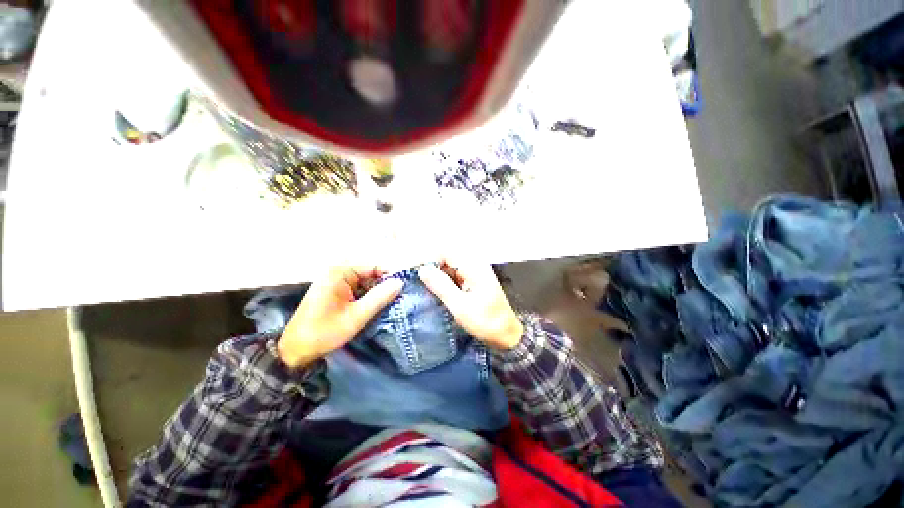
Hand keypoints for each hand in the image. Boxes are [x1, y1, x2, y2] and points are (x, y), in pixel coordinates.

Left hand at [277, 266, 403, 367]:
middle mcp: (337, 271)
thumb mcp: (357, 315)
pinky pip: (358, 288)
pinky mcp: (335, 290)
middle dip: (384, 284)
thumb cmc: (325, 332)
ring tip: (390, 303)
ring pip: (365, 281)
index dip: (390, 275)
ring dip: (376, 291)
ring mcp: (335, 280)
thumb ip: (380, 297)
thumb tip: (400, 282)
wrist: (295, 350)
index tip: (404, 288)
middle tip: (399, 298)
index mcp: (340, 271)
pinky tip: (375, 306)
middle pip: (370, 272)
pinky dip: (367, 296)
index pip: (374, 266)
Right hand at [419, 259, 523, 349]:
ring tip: (425, 289)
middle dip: (433, 269)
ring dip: (438, 277)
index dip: (430, 260)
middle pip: (448, 258)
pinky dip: (445, 283)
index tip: (417, 274)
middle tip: (420, 284)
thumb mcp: (460, 306)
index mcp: (474, 267)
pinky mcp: (474, 282)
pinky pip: (455, 276)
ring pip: (450, 268)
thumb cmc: (485, 322)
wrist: (507, 336)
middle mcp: (475, 265)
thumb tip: (423, 269)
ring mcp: (475, 274)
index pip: (446, 252)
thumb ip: (441, 286)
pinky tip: (437, 293)